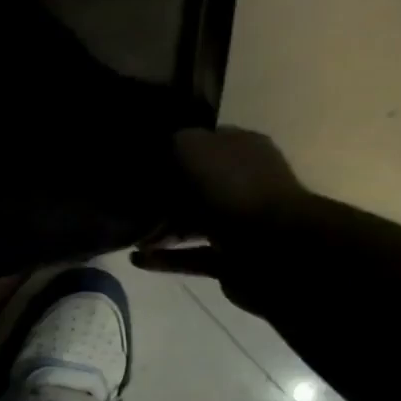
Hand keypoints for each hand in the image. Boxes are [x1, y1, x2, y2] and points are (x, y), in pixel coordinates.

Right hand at [131, 127, 309, 314]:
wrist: (271, 247)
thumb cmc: (231, 188)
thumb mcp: (191, 147)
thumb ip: (171, 143)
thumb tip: (155, 154)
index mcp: (242, 149)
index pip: (202, 142)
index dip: (169, 150)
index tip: (138, 163)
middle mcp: (245, 182)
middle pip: (195, 185)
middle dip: (162, 195)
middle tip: (128, 202)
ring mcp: (241, 222)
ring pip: (192, 222)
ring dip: (160, 229)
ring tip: (128, 236)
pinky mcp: (232, 258)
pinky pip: (191, 256)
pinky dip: (165, 258)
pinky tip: (138, 258)